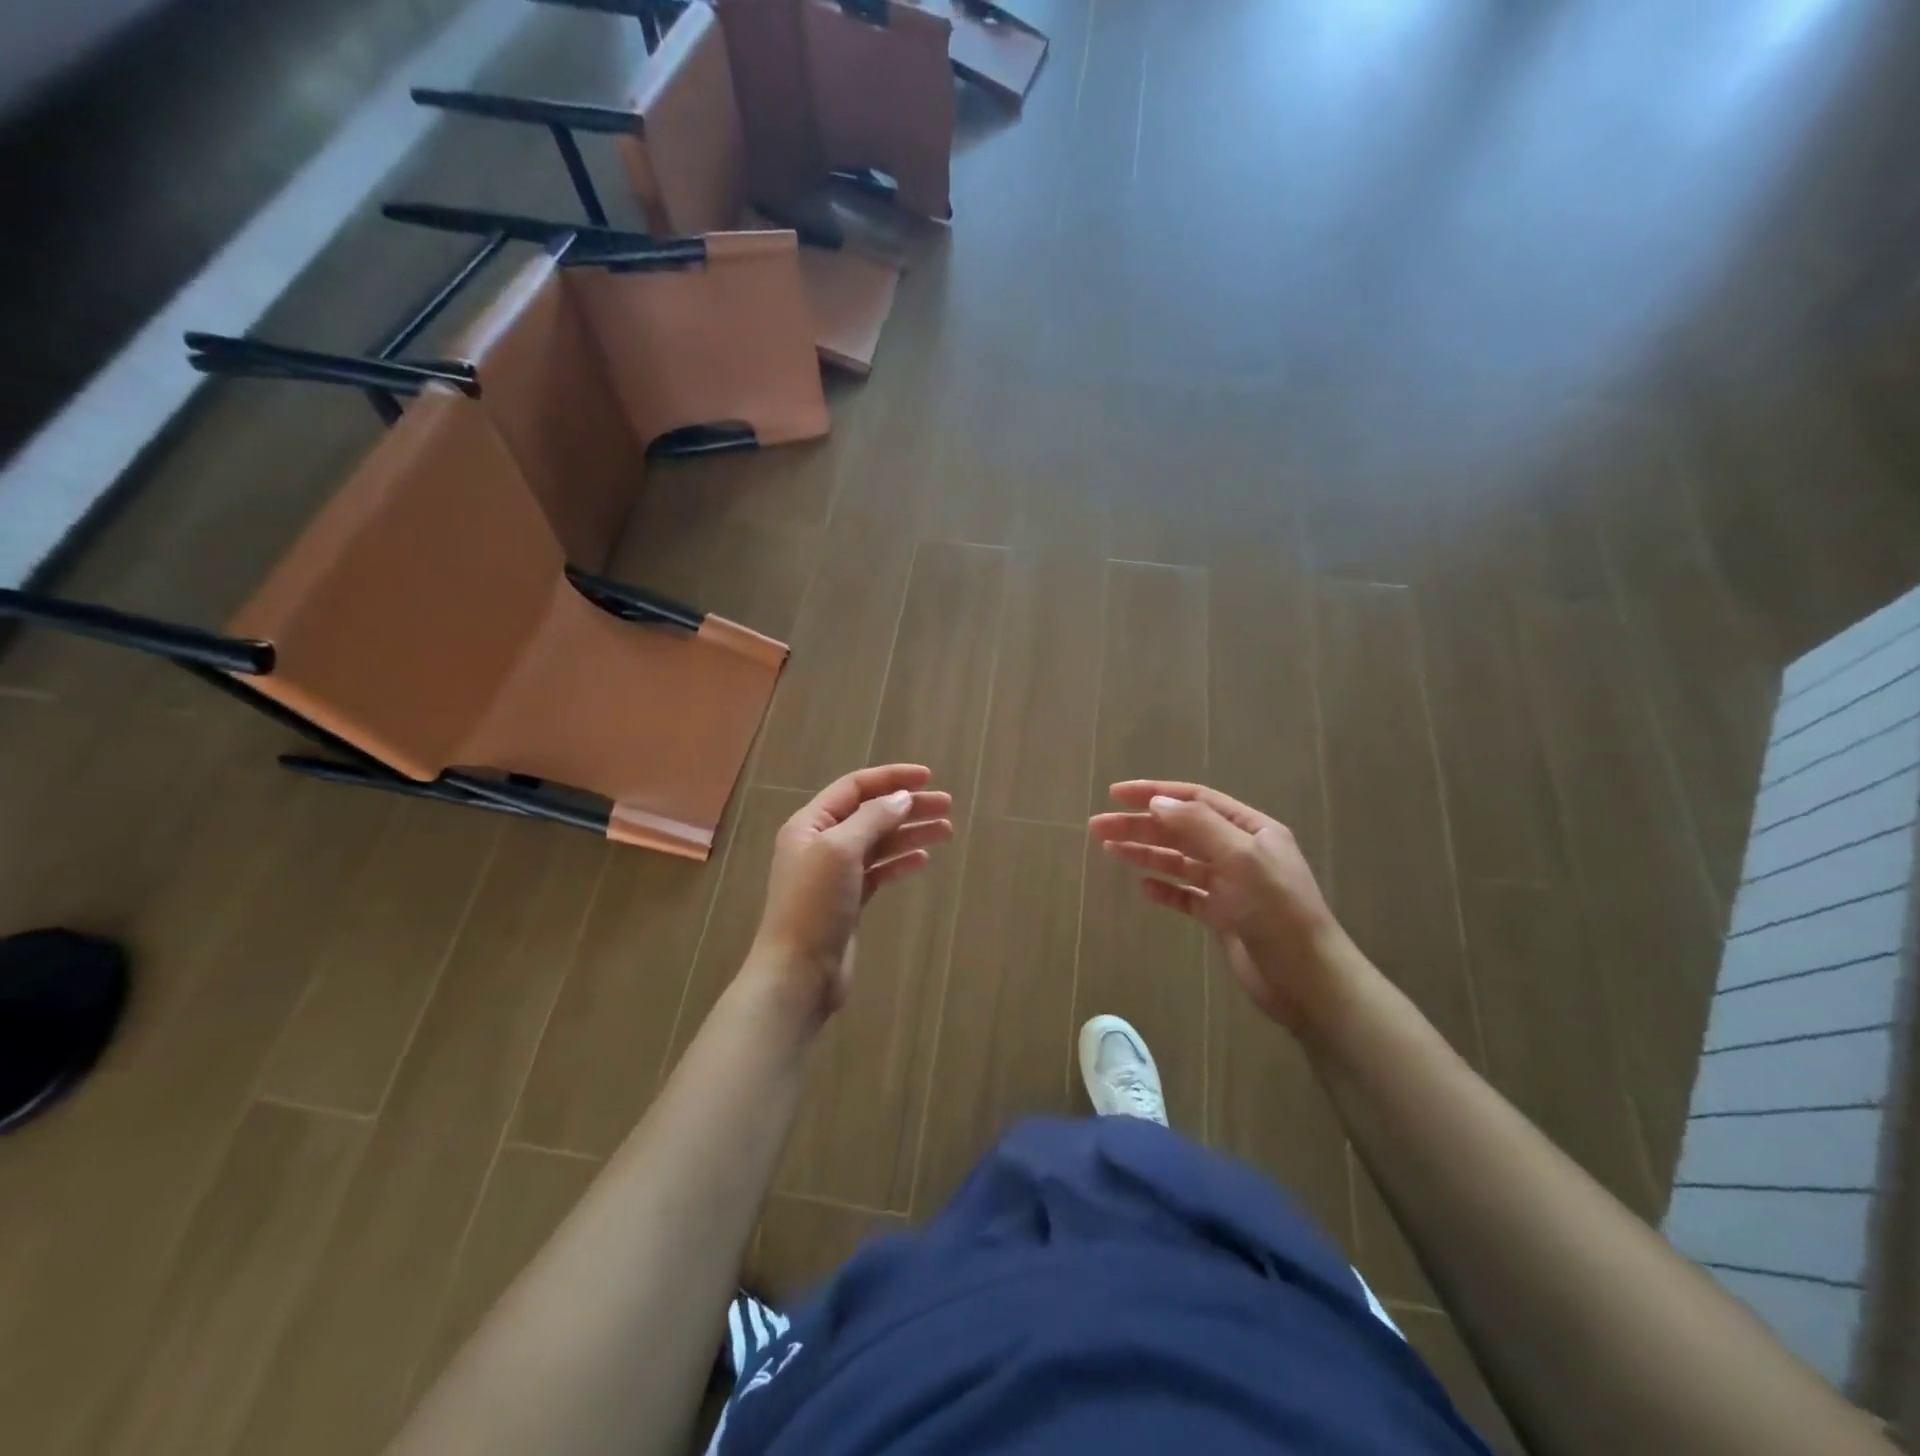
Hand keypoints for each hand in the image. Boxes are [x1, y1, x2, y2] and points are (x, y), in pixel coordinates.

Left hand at [749, 764, 953, 1022]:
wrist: (798, 973)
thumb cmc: (815, 904)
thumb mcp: (841, 850)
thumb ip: (872, 818)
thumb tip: (902, 797)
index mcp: (810, 824)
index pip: (854, 788)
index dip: (891, 778)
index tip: (928, 777)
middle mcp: (821, 843)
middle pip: (871, 814)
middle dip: (908, 806)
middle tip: (947, 806)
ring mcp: (835, 874)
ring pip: (879, 843)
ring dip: (910, 833)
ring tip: (946, 831)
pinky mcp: (848, 901)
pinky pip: (879, 871)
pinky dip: (900, 862)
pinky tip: (923, 860)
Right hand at [1089, 781, 1362, 1032]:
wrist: (1308, 981)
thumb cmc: (1278, 913)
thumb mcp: (1241, 860)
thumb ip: (1199, 826)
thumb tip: (1157, 802)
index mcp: (1251, 830)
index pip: (1196, 801)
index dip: (1155, 793)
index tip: (1116, 795)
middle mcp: (1241, 852)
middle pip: (1181, 830)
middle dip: (1140, 825)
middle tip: (1098, 827)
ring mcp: (1232, 886)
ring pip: (1180, 861)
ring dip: (1146, 853)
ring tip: (1110, 851)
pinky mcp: (1224, 917)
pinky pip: (1187, 895)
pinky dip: (1165, 889)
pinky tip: (1144, 888)